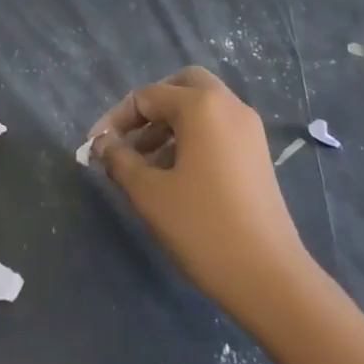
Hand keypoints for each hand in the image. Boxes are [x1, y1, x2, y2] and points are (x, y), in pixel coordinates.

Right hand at [93, 67, 310, 318]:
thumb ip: (119, 159)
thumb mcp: (149, 193)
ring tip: (143, 163)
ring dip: (169, 124)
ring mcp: (249, 130)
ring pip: (202, 108)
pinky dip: (192, 137)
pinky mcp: (257, 154)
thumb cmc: (202, 227)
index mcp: (202, 106)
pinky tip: (174, 174)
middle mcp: (229, 106)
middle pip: (182, 86)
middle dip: (150, 108)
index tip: (94, 146)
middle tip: (128, 138)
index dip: (116, 119)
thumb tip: (102, 143)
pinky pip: (218, 128)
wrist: (269, 277)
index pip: (148, 96)